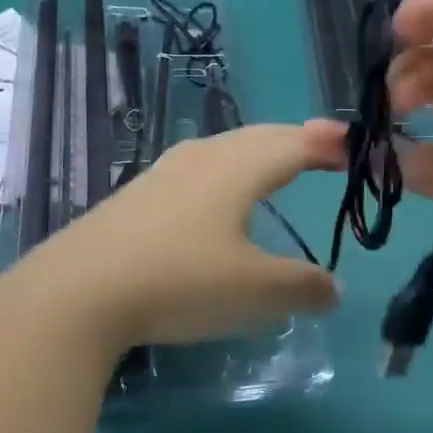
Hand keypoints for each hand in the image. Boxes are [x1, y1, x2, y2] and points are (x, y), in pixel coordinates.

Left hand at [3, 122, 343, 351]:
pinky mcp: (130, 202)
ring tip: (268, 173)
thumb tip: (332, 288)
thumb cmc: (180, 281)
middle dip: (293, 142)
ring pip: (218, 154)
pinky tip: (209, 208)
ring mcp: (158, 178)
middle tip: (320, 152)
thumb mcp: (256, 293)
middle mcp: (197, 160)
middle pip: (255, 139)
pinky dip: (218, 181)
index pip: (294, 142)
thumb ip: (303, 287)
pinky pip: (189, 177)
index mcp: (236, 168)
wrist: (76, 293)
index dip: (328, 143)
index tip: (355, 148)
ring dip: (251, 157)